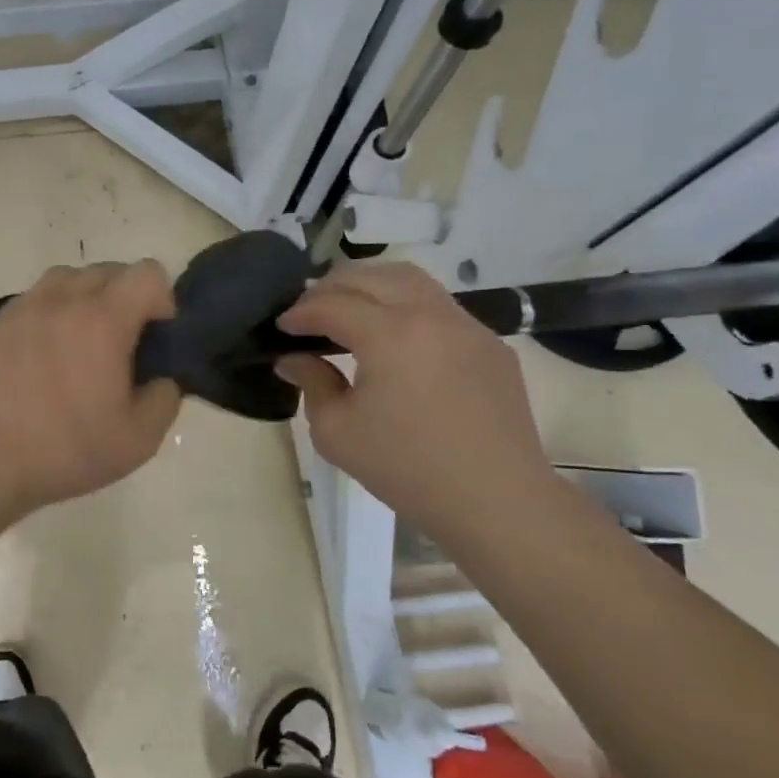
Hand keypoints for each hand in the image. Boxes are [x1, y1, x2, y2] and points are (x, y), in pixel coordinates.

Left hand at [0, 261, 182, 512]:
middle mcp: (64, 299)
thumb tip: (161, 378)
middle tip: (122, 345)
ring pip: (68, 278)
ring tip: (82, 343)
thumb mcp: (139, 440)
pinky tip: (46, 355)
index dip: (162, 300)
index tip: (155, 338)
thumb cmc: (66, 448)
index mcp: (104, 319)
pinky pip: (36, 299)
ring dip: (86, 299)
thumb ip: (165, 398)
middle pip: (109, 271)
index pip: (148, 273)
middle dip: (126, 298)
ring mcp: (25, 307)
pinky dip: (52, 313)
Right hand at [275, 263, 557, 536]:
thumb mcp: (337, 432)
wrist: (496, 501)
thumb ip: (311, 384)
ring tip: (349, 311)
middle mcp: (430, 315)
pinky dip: (405, 307)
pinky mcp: (489, 344)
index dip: (299, 313)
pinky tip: (395, 340)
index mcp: (390, 334)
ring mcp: (467, 326)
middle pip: (371, 276)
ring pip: (410, 280)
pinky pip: (439, 307)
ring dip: (371, 286)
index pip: (332, 304)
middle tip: (309, 313)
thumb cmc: (407, 468)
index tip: (282, 328)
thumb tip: (294, 359)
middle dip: (331, 288)